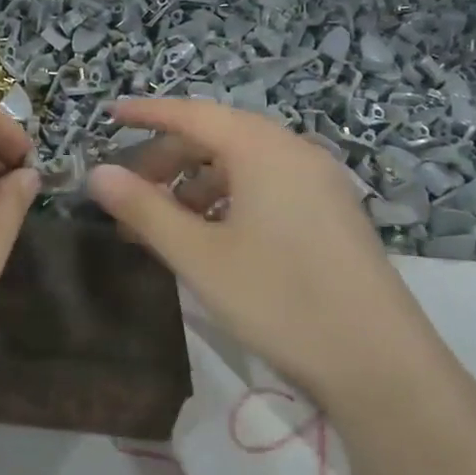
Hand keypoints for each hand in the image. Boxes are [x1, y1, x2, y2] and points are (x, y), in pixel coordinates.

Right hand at [87, 98, 445, 407]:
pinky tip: (212, 237)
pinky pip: (268, 187)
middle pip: (218, 137)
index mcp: (263, 149)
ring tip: (165, 223)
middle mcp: (295, 152)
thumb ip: (144, 210)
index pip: (193, 113)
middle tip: (130, 192)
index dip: (147, 113)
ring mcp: (320, 182)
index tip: (109, 115)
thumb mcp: (199, 256)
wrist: (378, 362)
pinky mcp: (332, 213)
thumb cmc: (279, 299)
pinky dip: (229, 200)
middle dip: (168, 158)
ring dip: (197, 184)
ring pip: (244, 165)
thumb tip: (97, 173)